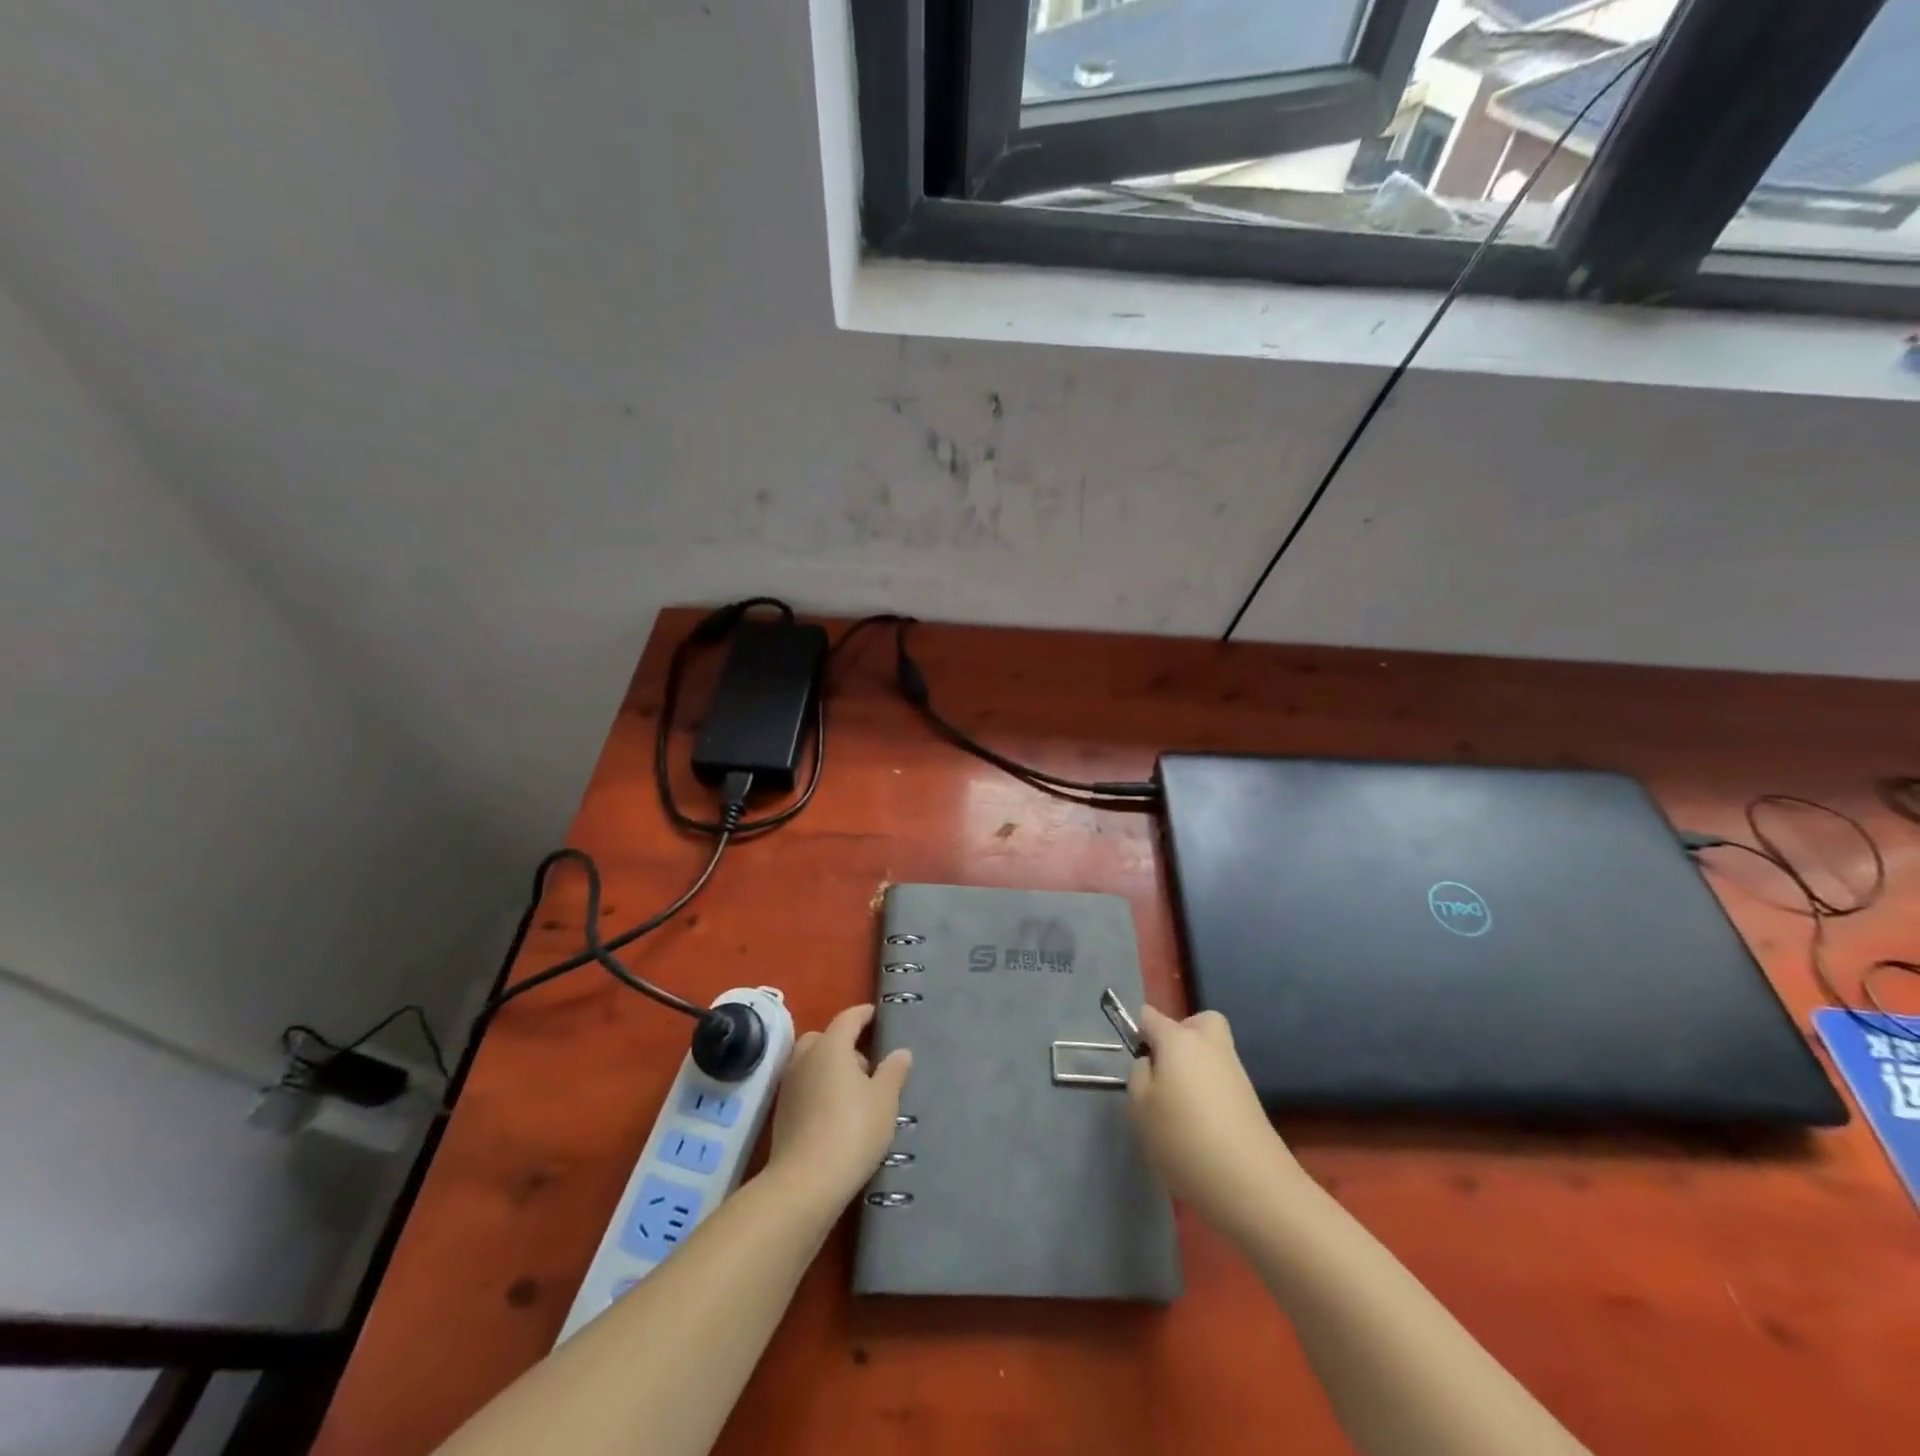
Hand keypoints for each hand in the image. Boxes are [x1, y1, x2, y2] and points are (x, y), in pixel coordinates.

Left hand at [767, 1003, 911, 1213]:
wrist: (805, 1183)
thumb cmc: (853, 1130)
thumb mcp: (884, 1100)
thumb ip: (893, 1071)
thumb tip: (900, 1052)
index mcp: (831, 1046)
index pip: (848, 1018)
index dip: (864, 1015)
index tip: (876, 1015)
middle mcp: (805, 1058)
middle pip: (824, 1038)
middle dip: (844, 1043)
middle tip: (867, 1063)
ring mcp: (789, 1085)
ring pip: (811, 1062)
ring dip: (830, 1067)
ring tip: (855, 1092)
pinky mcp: (782, 1112)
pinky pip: (804, 1086)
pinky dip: (819, 1088)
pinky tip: (837, 1112)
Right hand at [1127, 1006, 1299, 1233]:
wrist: (1252, 1184)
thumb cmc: (1184, 1138)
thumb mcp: (1140, 1107)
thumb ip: (1139, 1075)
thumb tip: (1151, 1063)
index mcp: (1178, 1039)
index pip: (1150, 1016)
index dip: (1139, 1034)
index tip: (1135, 1063)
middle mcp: (1210, 1045)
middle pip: (1196, 1023)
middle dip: (1181, 1036)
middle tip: (1166, 1070)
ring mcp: (1235, 1071)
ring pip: (1211, 1053)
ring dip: (1196, 1069)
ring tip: (1179, 1109)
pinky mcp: (1251, 1100)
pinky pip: (1222, 1081)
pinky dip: (1210, 1093)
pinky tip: (1200, 1128)